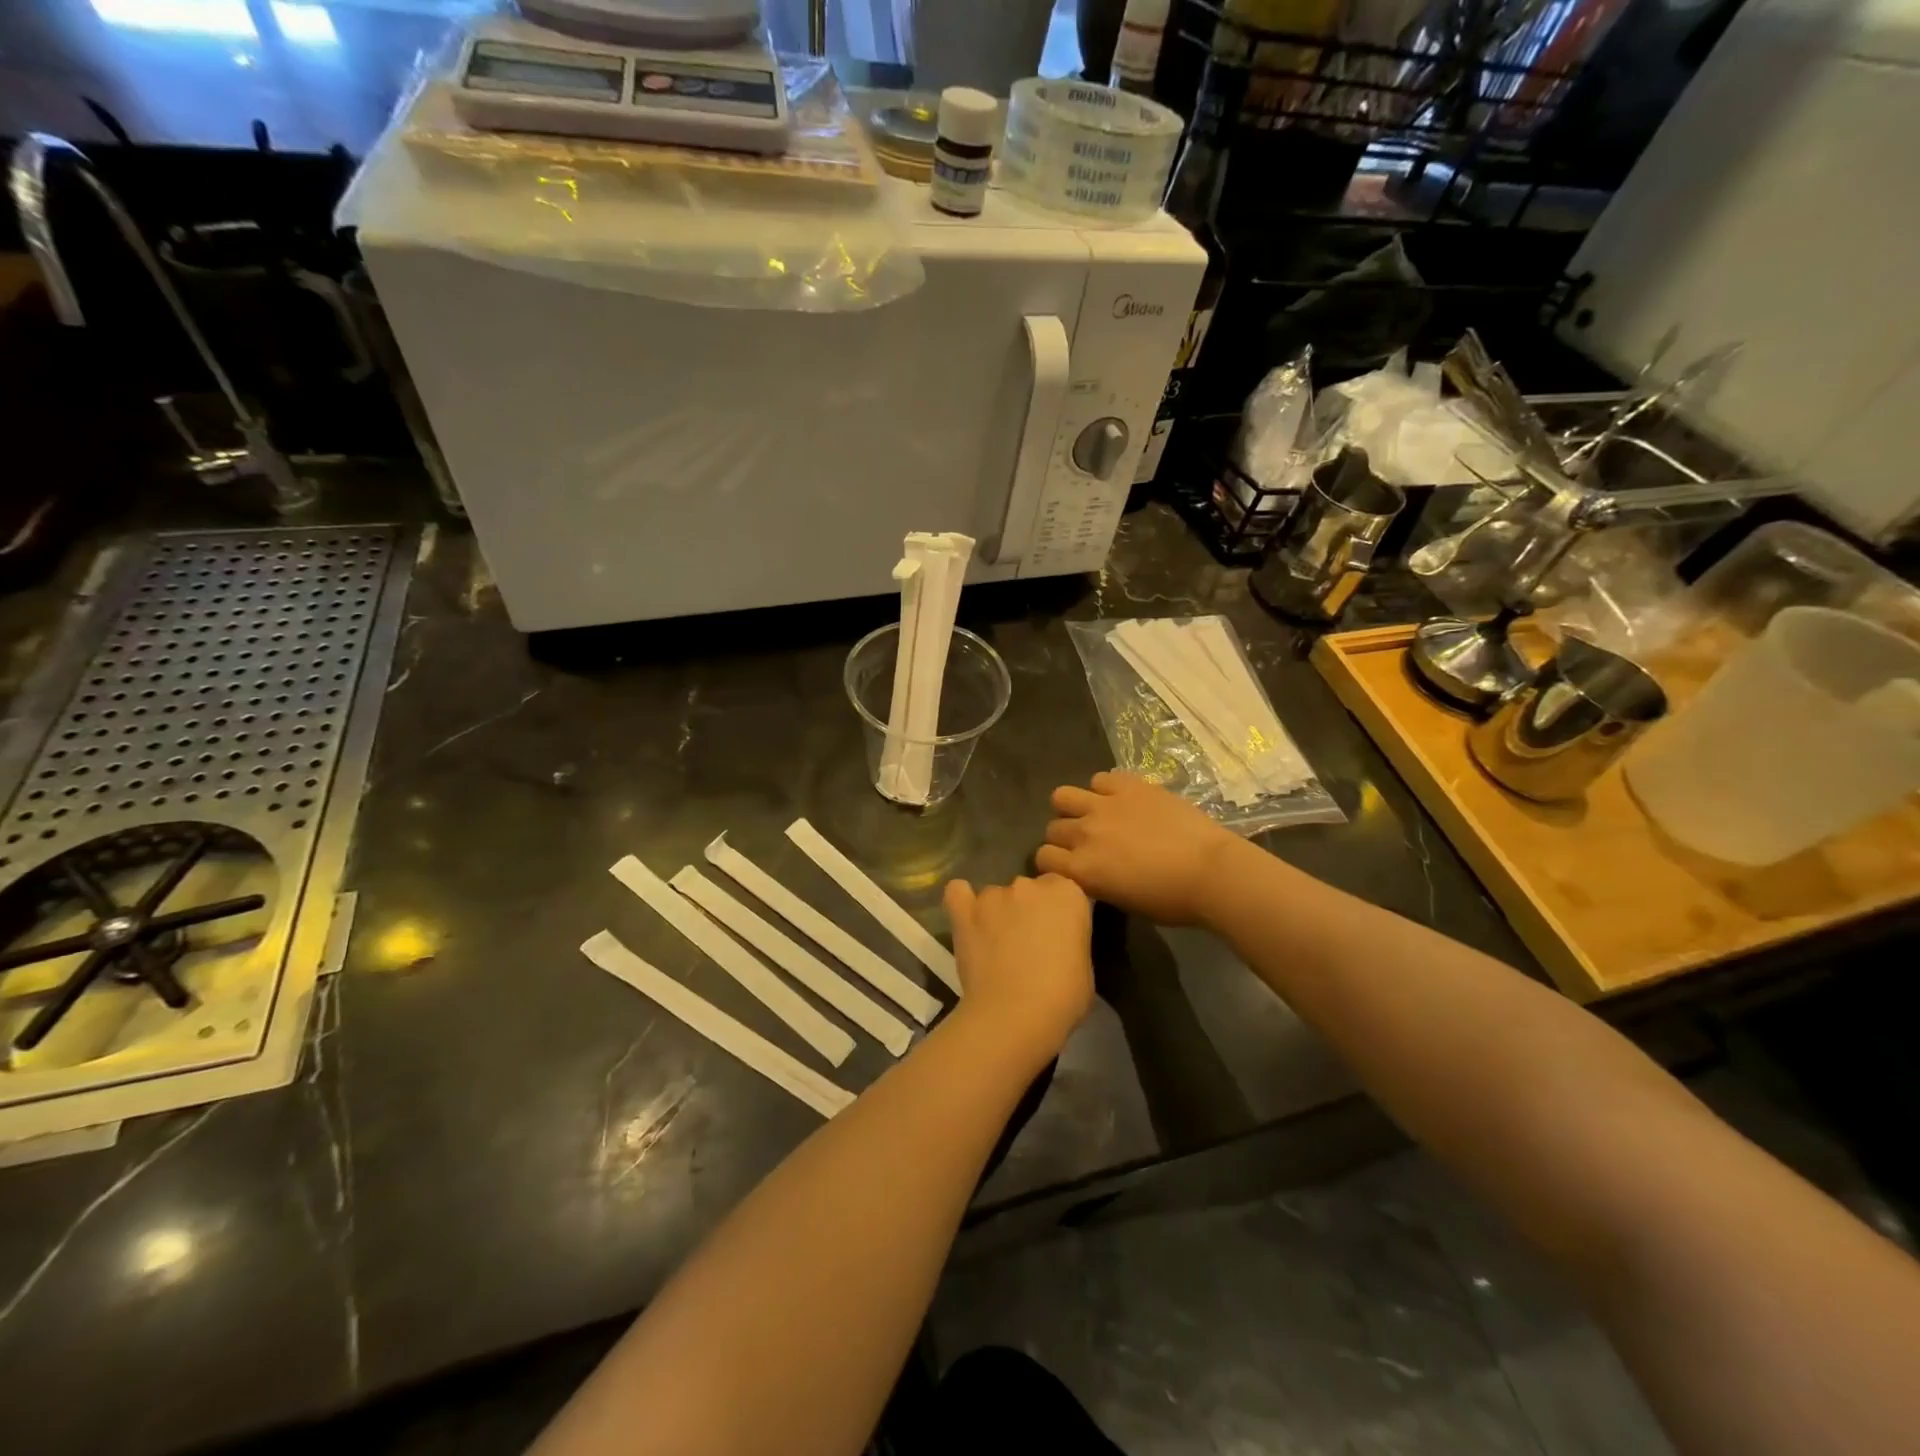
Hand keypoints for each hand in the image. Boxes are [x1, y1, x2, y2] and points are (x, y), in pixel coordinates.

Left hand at [944, 873, 1092, 1067]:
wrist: (1017, 1014)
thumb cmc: (1063, 996)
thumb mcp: (1084, 964)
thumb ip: (1068, 939)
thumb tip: (1054, 943)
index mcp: (1067, 893)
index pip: (1062, 888)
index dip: (1057, 912)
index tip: (1055, 935)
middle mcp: (1029, 885)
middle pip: (1028, 889)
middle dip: (1027, 910)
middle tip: (1026, 943)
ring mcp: (994, 895)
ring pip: (995, 896)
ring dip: (997, 913)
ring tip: (994, 946)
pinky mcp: (965, 911)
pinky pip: (958, 893)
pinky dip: (962, 901)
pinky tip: (967, 918)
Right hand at [1034, 771, 1239, 925]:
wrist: (1211, 871)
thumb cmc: (1171, 900)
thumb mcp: (1123, 901)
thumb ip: (1096, 881)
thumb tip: (1091, 870)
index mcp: (1081, 869)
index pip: (1043, 857)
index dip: (1054, 862)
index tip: (1070, 866)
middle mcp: (1084, 833)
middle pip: (1052, 828)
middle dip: (1064, 837)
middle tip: (1088, 843)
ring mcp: (1104, 805)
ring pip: (1062, 796)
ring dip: (1073, 807)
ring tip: (1094, 815)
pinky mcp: (1128, 785)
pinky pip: (1099, 778)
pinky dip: (1103, 789)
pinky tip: (1120, 800)